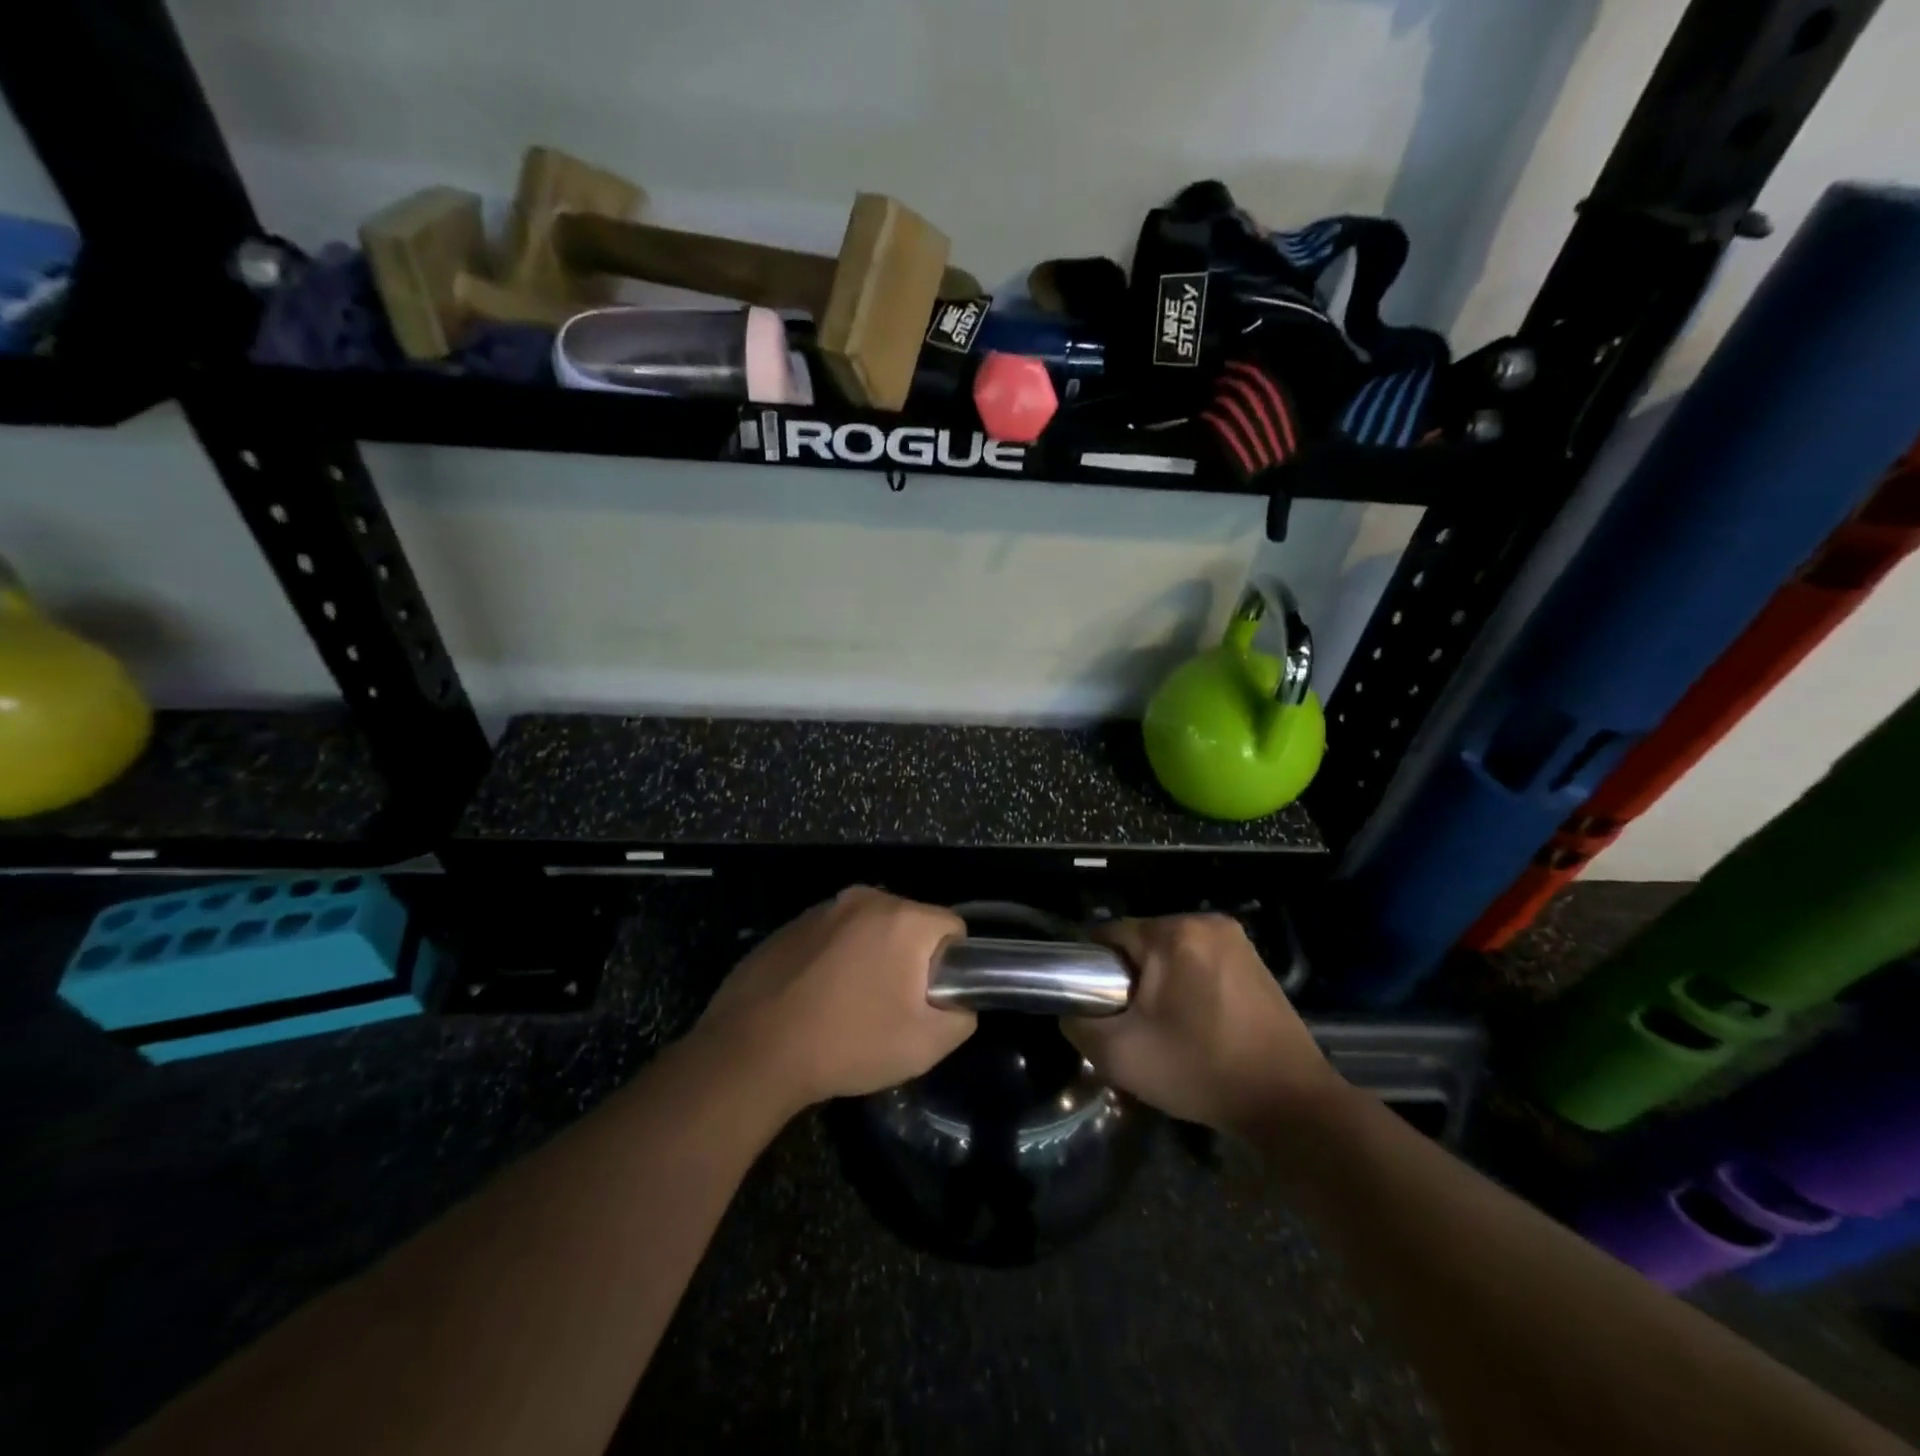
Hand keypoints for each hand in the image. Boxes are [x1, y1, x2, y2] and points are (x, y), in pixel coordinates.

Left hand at [696, 887, 975, 1111]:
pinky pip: (832, 937)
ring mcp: (822, 909)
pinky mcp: (791, 925)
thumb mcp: (925, 1045)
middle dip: (909, 960)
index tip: (929, 1000)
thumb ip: (962, 1016)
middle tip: (891, 1008)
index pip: (952, 928)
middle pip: (909, 925)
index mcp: (901, 917)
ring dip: (871, 958)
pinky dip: (835, 960)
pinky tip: (817, 999)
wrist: (753, 1051)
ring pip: (869, 930)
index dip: (951, 966)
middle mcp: (864, 898)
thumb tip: (957, 1001)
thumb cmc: (848, 1042)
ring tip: (850, 1006)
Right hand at [1065, 915, 1340, 1135]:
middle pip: (1142, 941)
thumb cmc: (1200, 1071)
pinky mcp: (1256, 961)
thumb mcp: (1120, 1055)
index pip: (1109, 934)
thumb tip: (1071, 1010)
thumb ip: (1079, 1024)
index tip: (1095, 1003)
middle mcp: (1206, 922)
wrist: (1289, 1104)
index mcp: (1174, 933)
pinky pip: (1202, 962)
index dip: (1092, 968)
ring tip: (1165, 1026)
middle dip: (1130, 976)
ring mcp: (1237, 940)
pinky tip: (1196, 1023)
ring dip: (1160, 981)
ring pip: (1173, 952)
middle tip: (1132, 1022)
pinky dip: (1189, 985)